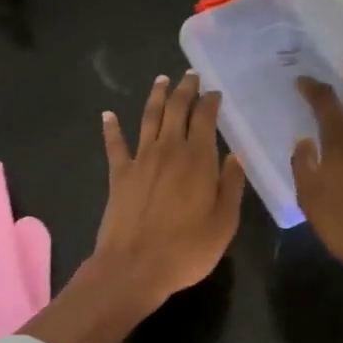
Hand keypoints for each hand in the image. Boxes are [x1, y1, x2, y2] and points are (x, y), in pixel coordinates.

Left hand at [24, 73, 244, 342]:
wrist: (134, 267)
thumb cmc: (186, 250)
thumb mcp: (224, 223)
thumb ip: (231, 186)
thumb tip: (235, 155)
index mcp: (197, 160)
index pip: (205, 119)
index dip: (210, 102)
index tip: (215, 92)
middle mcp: (168, 150)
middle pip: (176, 110)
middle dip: (185, 90)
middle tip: (190, 75)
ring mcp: (140, 160)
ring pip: (148, 118)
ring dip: (155, 97)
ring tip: (161, 80)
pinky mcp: (118, 174)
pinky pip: (114, 145)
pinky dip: (111, 128)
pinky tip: (107, 114)